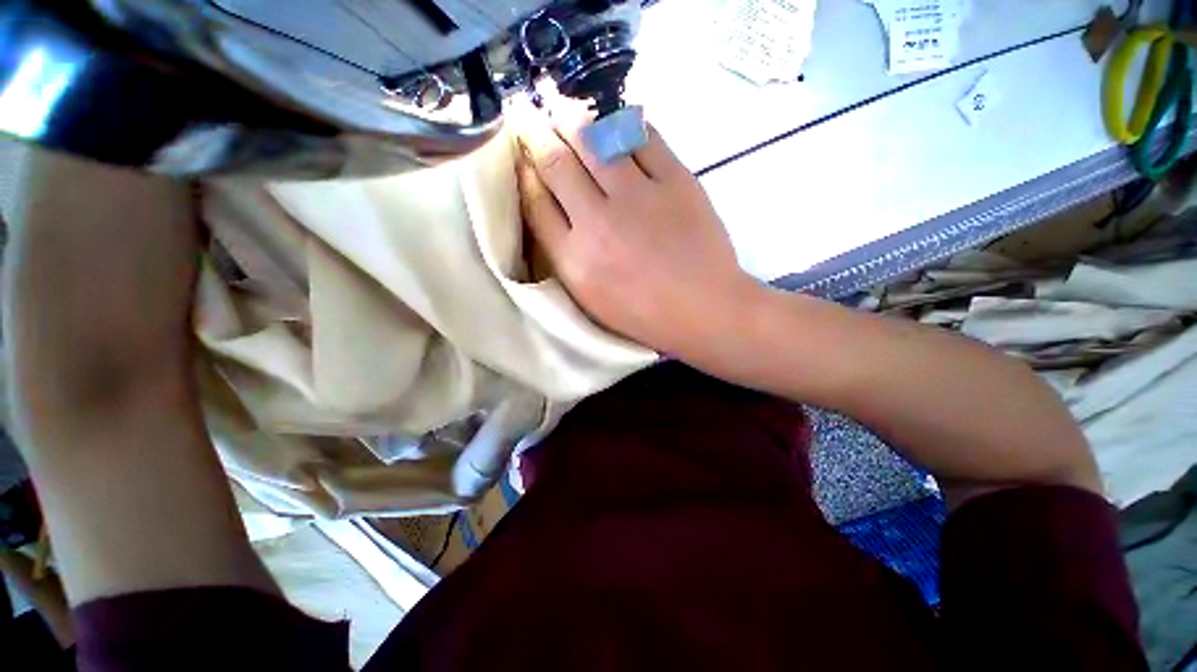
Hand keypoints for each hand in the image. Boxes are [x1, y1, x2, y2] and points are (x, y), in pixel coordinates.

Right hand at [513, 101, 758, 357]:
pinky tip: (615, 122)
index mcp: (575, 260)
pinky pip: (642, 137)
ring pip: (594, 140)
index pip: (535, 203)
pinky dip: (624, 124)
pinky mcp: (676, 180)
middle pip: (557, 163)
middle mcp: (598, 222)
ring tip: (563, 109)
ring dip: (573, 119)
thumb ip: (565, 258)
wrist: (704, 309)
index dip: (523, 172)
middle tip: (528, 112)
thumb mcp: (592, 299)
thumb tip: (550, 211)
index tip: (520, 154)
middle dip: (535, 132)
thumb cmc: (645, 314)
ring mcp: (639, 197)